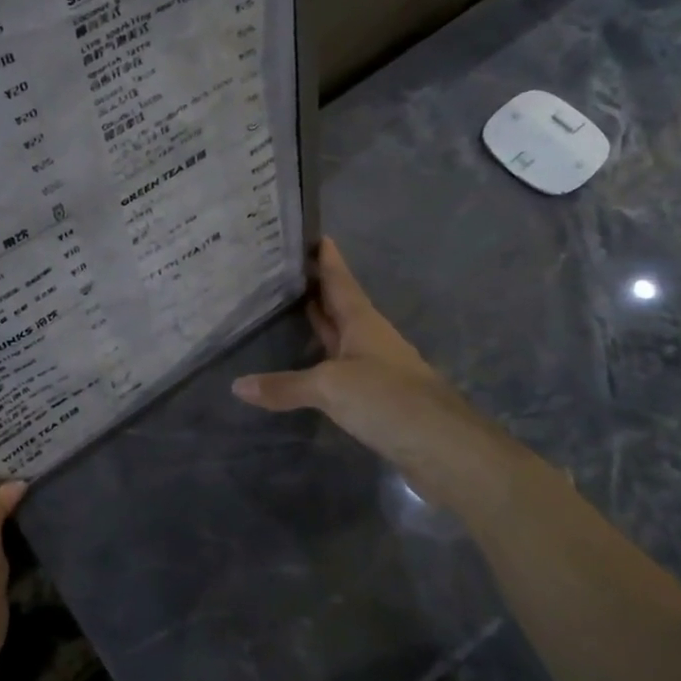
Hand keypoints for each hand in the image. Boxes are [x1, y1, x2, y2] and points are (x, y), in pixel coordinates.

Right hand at [232, 238, 506, 484]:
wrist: (444, 447)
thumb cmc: (388, 399)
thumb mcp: (330, 387)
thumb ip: (285, 386)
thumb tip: (237, 385)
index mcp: (362, 321)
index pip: (340, 279)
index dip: (326, 257)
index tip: (311, 233)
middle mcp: (370, 338)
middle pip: (340, 304)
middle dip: (316, 286)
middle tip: (284, 268)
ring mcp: (375, 367)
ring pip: (341, 335)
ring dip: (320, 321)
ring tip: (288, 306)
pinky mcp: (376, 396)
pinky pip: (341, 366)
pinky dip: (321, 359)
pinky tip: (306, 363)